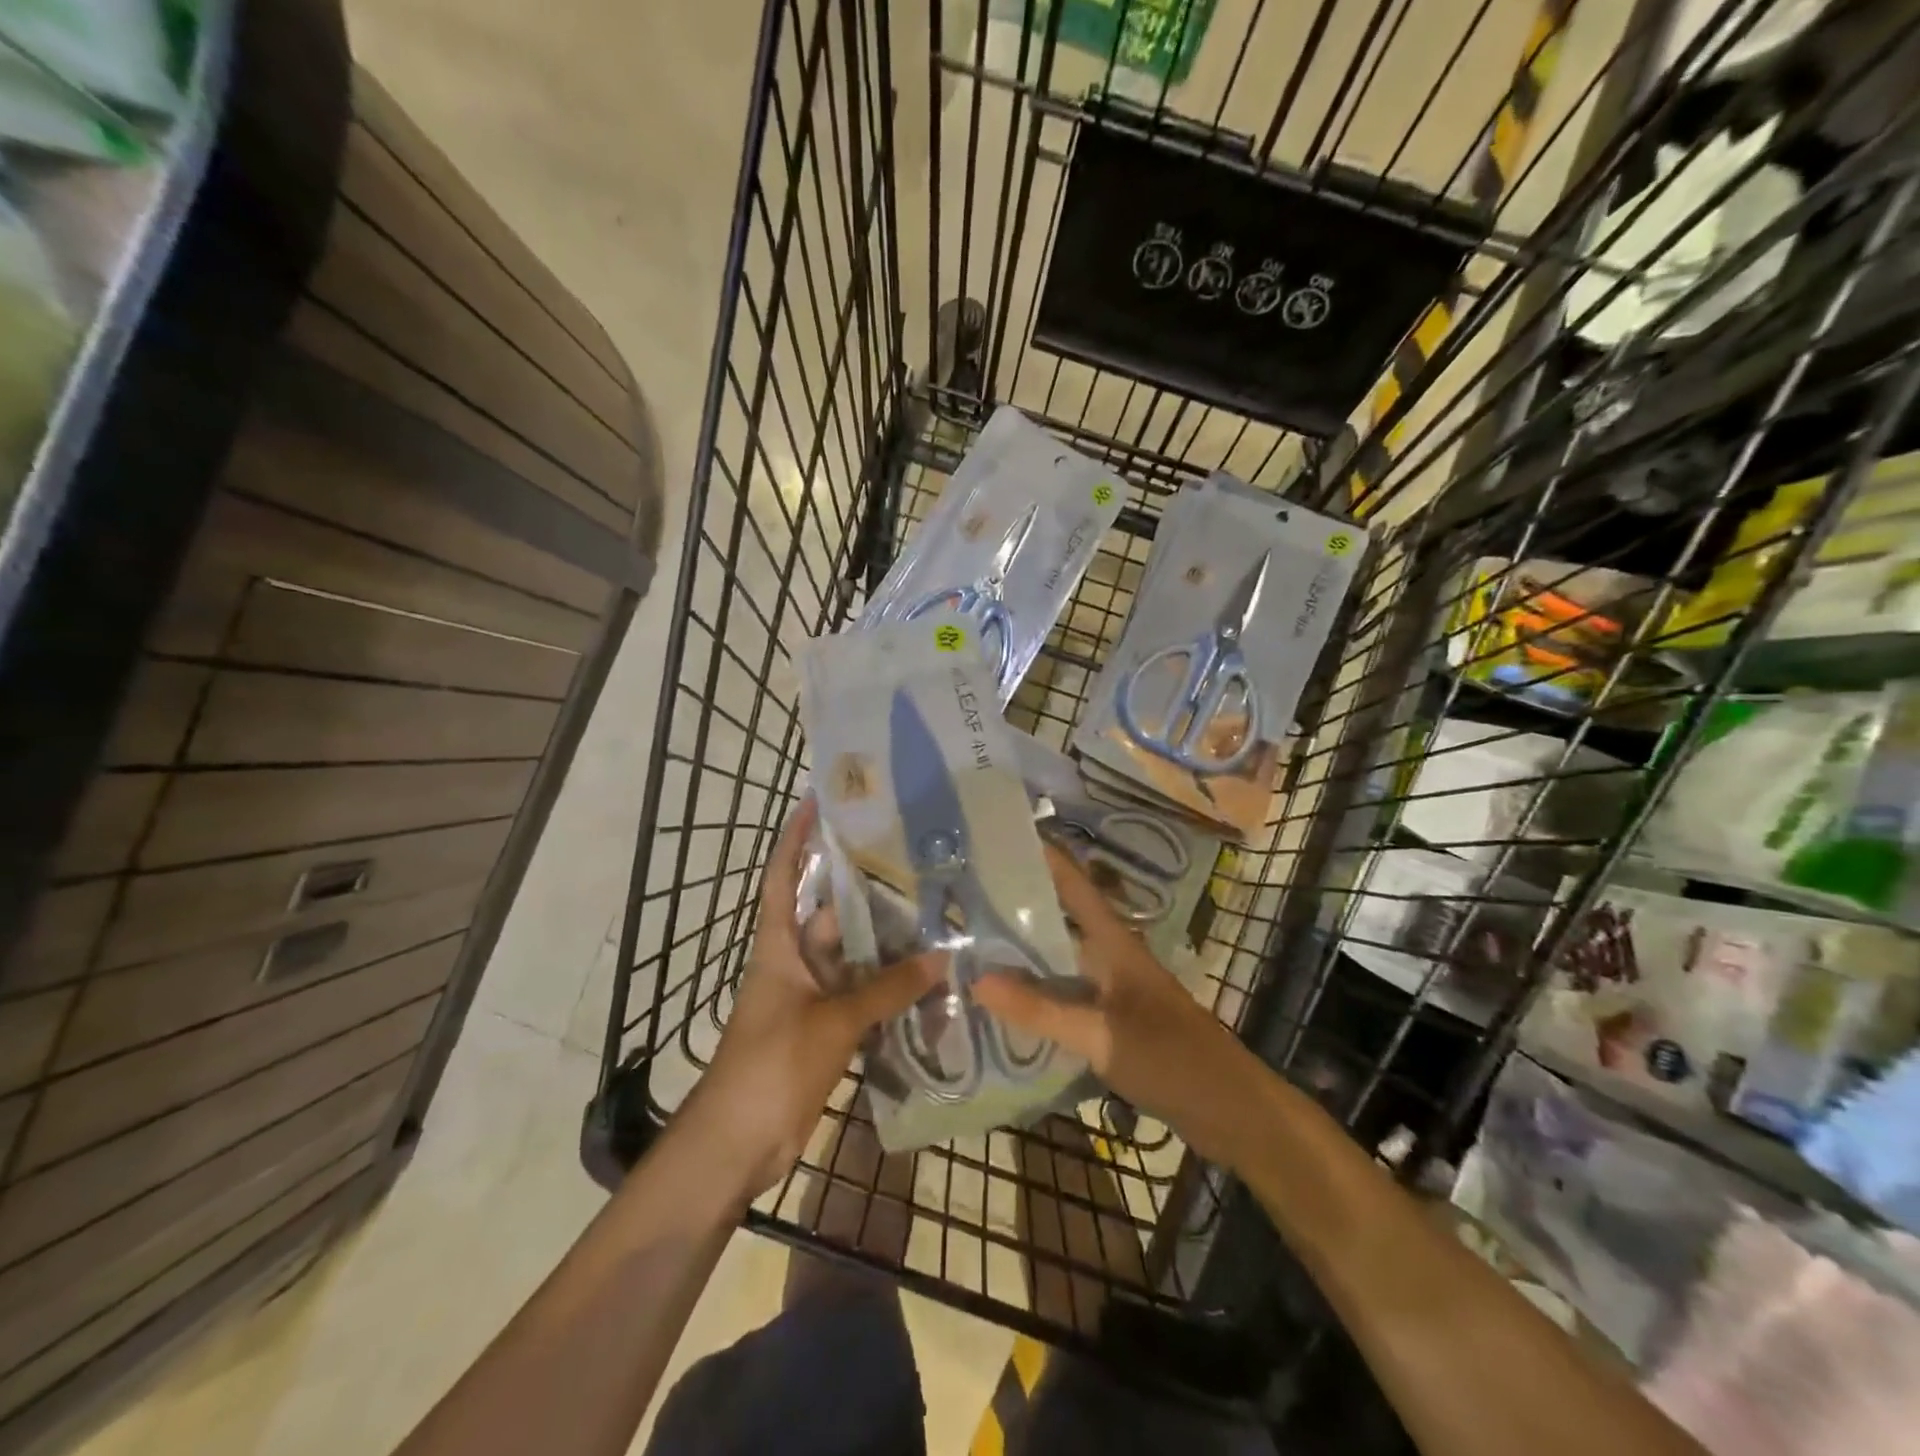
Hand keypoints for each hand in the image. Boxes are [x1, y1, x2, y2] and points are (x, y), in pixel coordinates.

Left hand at [683, 799, 941, 1195]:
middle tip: (917, 867)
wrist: (737, 1143)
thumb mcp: (833, 1020)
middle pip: (833, 917)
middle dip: (868, 895)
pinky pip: (864, 999)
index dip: (795, 837)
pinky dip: (891, 992)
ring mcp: (813, 998)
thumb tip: (943, 957)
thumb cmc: (772, 1064)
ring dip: (888, 949)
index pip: (784, 877)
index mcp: (779, 946)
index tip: (816, 800)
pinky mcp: (827, 1031)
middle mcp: (796, 963)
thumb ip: (888, 989)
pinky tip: (930, 982)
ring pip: (856, 961)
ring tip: (936, 919)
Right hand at [973, 845, 1252, 1163]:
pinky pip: (1065, 995)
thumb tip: (976, 979)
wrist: (1231, 1110)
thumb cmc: (1172, 1058)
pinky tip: (1005, 1005)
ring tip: (970, 946)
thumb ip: (1041, 1010)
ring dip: (1022, 953)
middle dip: (1016, 906)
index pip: (1074, 885)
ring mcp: (1112, 989)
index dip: (1043, 856)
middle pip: (1059, 920)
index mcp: (1114, 943)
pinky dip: (1036, 994)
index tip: (999, 836)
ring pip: (1059, 960)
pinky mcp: (1112, 1020)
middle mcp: (1110, 957)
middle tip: (964, 897)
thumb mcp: (1101, 1034)